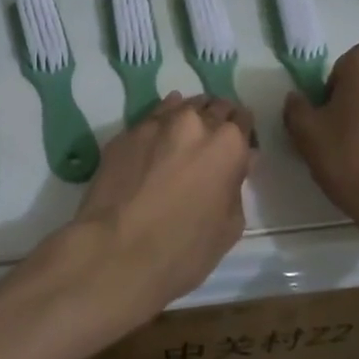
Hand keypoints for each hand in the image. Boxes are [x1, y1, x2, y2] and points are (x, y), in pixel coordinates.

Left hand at [25, 93, 255, 334]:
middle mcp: (193, 123)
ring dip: (187, 117)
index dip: (242, 131)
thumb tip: (236, 165)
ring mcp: (155, 124)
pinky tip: (157, 139)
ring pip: (179, 106)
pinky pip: (150, 120)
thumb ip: (236, 186)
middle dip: (216, 119)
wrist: (116, 252)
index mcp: (227, 144)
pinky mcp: (124, 134)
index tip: (238, 143)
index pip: (242, 119)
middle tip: (212, 140)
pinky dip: (159, 125)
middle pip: (212, 106)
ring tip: (184, 136)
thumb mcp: (229, 226)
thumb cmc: (184, 250)